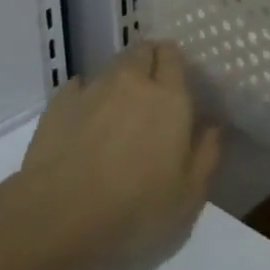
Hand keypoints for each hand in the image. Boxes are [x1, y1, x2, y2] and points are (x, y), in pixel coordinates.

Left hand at [20, 42, 219, 266]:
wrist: (57, 218)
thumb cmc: (135, 209)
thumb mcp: (189, 195)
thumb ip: (206, 154)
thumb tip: (212, 125)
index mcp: (169, 99)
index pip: (173, 56)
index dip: (174, 61)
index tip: (177, 78)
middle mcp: (131, 83)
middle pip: (141, 51)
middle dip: (148, 60)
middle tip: (151, 88)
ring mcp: (91, 90)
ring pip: (110, 67)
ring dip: (119, 78)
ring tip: (118, 107)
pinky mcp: (57, 105)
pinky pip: (78, 87)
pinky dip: (85, 95)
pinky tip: (85, 118)